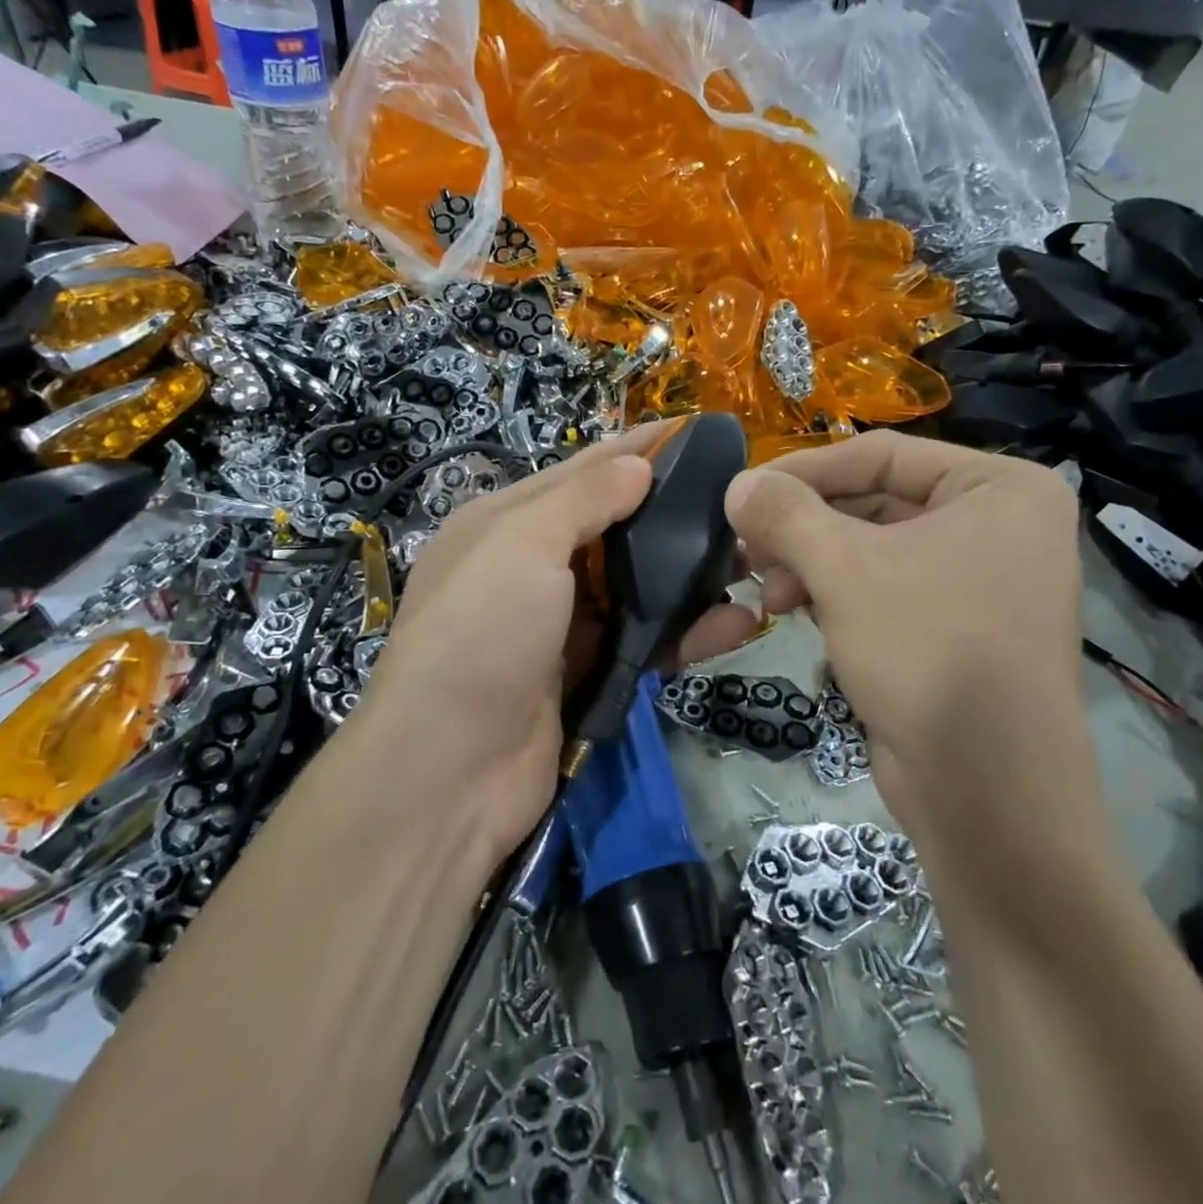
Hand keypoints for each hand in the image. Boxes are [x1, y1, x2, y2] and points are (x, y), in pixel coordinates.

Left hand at [358, 426, 757, 863]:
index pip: (585, 469)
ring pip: (639, 587)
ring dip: (692, 577)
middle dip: (676, 516)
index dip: (640, 448)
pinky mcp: (587, 673)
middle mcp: (534, 567)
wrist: (449, 771)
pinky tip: (735, 625)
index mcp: (507, 522)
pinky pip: (646, 640)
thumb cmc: (480, 634)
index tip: (701, 432)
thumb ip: (583, 499)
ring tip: (753, 564)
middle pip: (618, 528)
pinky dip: (687, 632)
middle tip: (741, 508)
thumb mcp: (521, 545)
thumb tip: (637, 464)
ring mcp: (562, 623)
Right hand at [726, 433, 1095, 863]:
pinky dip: (833, 594)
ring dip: (810, 564)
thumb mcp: (845, 570)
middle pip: (874, 502)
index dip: (804, 470)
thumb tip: (736, 483)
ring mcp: (979, 580)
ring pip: (872, 549)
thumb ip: (786, 515)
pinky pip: (882, 589)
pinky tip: (789, 612)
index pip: (881, 454)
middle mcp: (998, 526)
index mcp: (1000, 488)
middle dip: (804, 527)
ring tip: (764, 591)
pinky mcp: (954, 628)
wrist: (988, 793)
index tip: (741, 492)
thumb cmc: (928, 652)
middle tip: (745, 547)